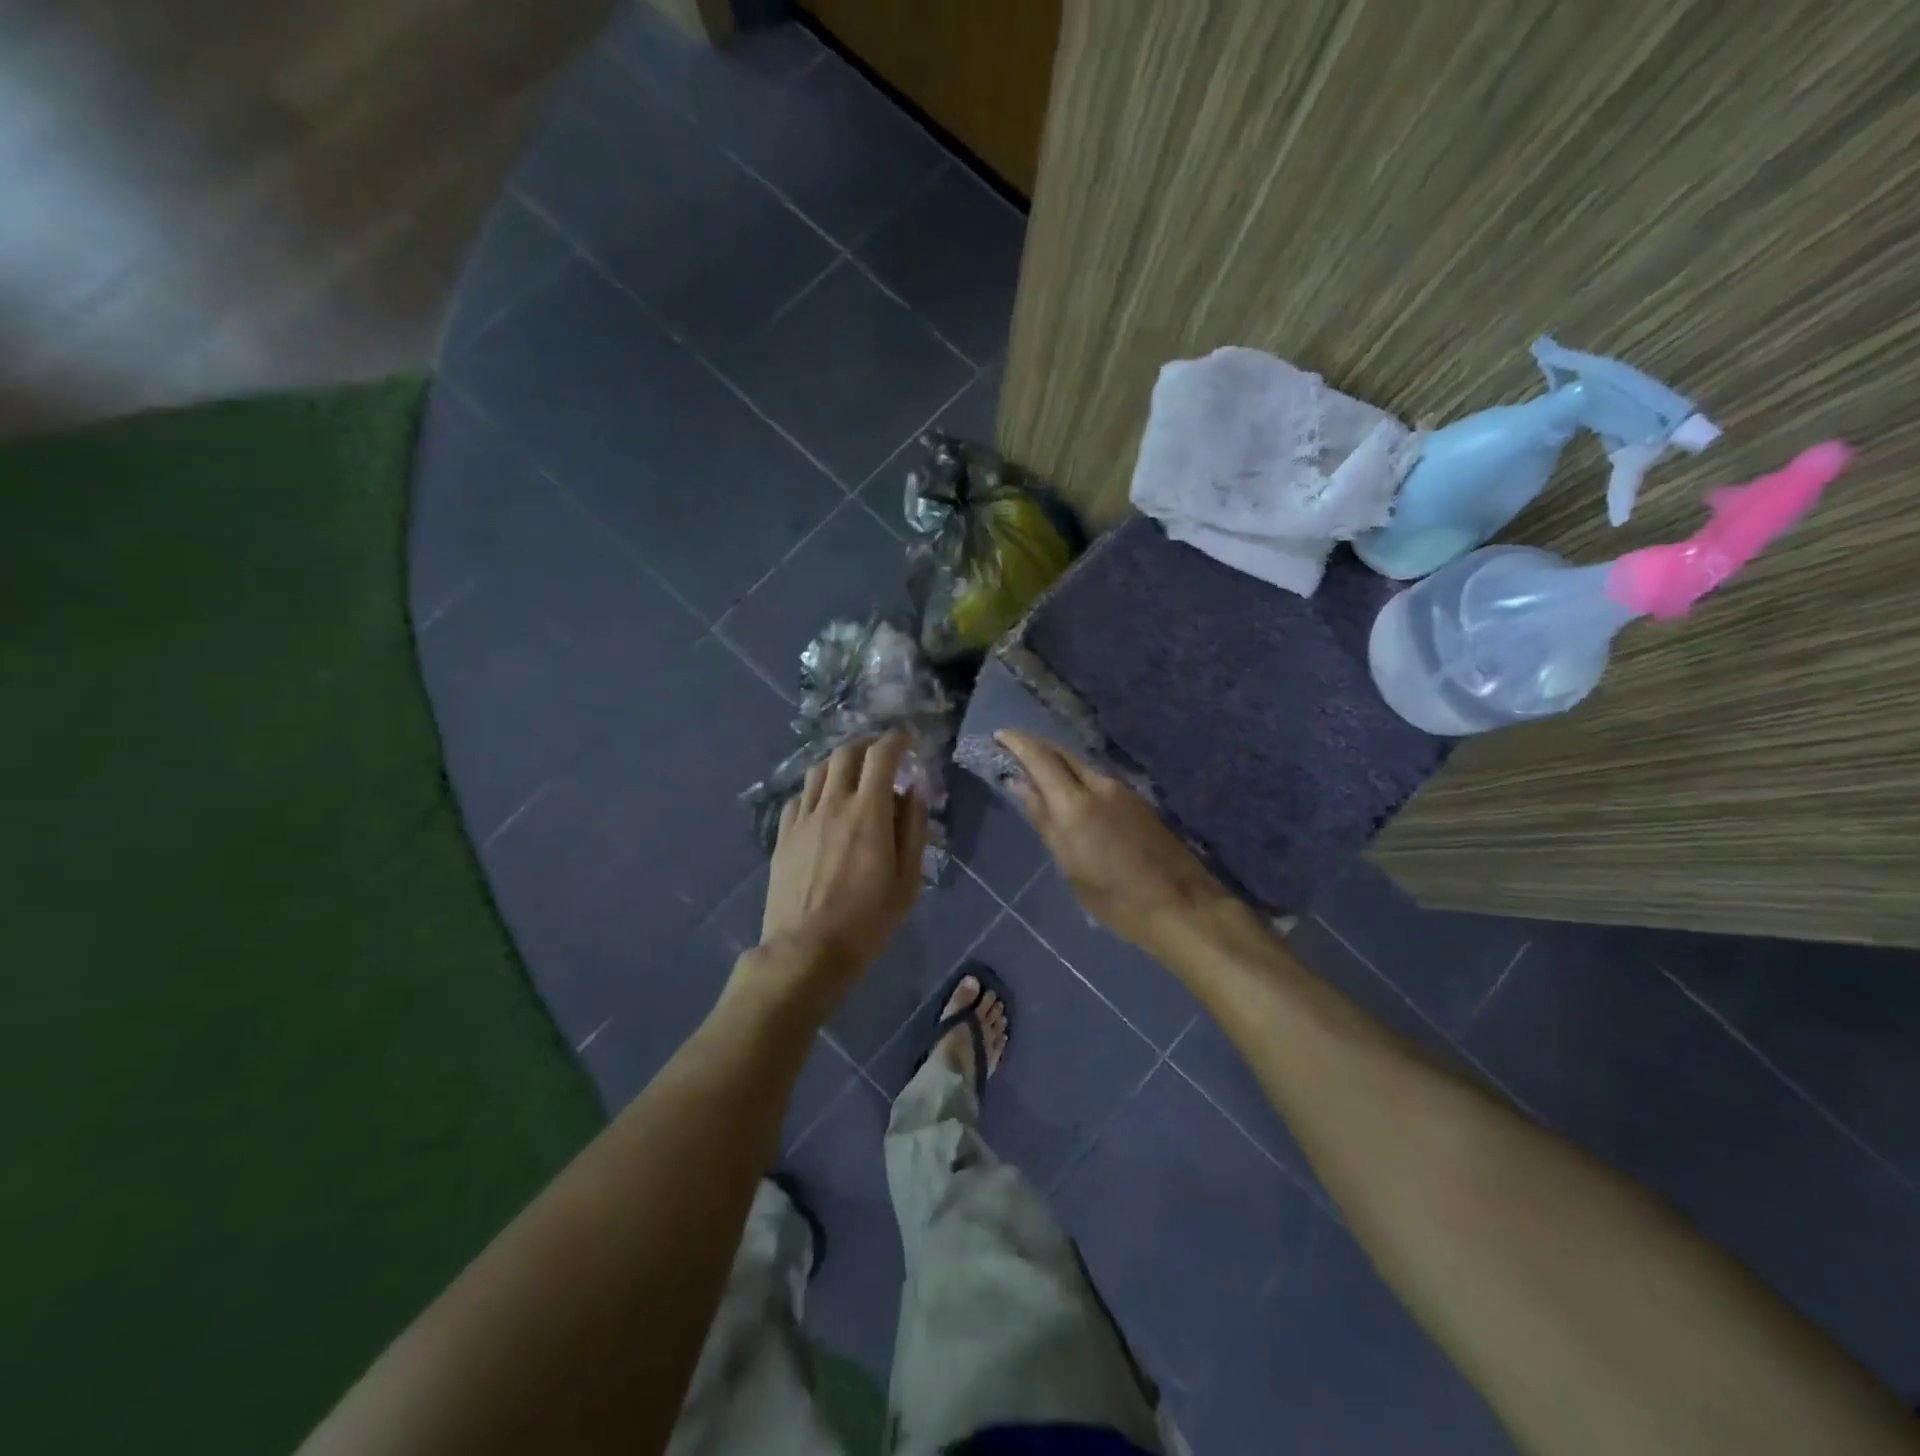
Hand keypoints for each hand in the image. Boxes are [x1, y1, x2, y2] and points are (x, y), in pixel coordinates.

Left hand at [757, 734, 926, 998]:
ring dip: (840, 764)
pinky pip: (799, 797)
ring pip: (818, 770)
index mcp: (868, 812)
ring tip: (852, 778)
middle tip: (882, 758)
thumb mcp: (909, 880)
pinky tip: (823, 807)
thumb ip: (914, 828)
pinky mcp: (783, 836)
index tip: (907, 742)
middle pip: (846, 753)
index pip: (881, 754)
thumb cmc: (868, 920)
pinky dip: (816, 791)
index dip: (896, 740)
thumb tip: (914, 789)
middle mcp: (833, 804)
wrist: (807, 951)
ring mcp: (803, 818)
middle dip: (867, 746)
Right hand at [997, 731, 1228, 951]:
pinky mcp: (1137, 801)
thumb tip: (1019, 784)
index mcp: (1075, 804)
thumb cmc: (1115, 899)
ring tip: (1036, 778)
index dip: (1017, 742)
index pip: (1040, 757)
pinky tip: (1070, 798)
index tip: (998, 735)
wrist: (1181, 906)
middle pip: (1062, 754)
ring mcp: (1122, 791)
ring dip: (1057, 765)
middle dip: (1035, 748)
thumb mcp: (1069, 865)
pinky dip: (1076, 780)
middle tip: (1012, 752)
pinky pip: (1097, 780)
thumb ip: (1044, 820)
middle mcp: (1099, 786)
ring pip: (1081, 767)